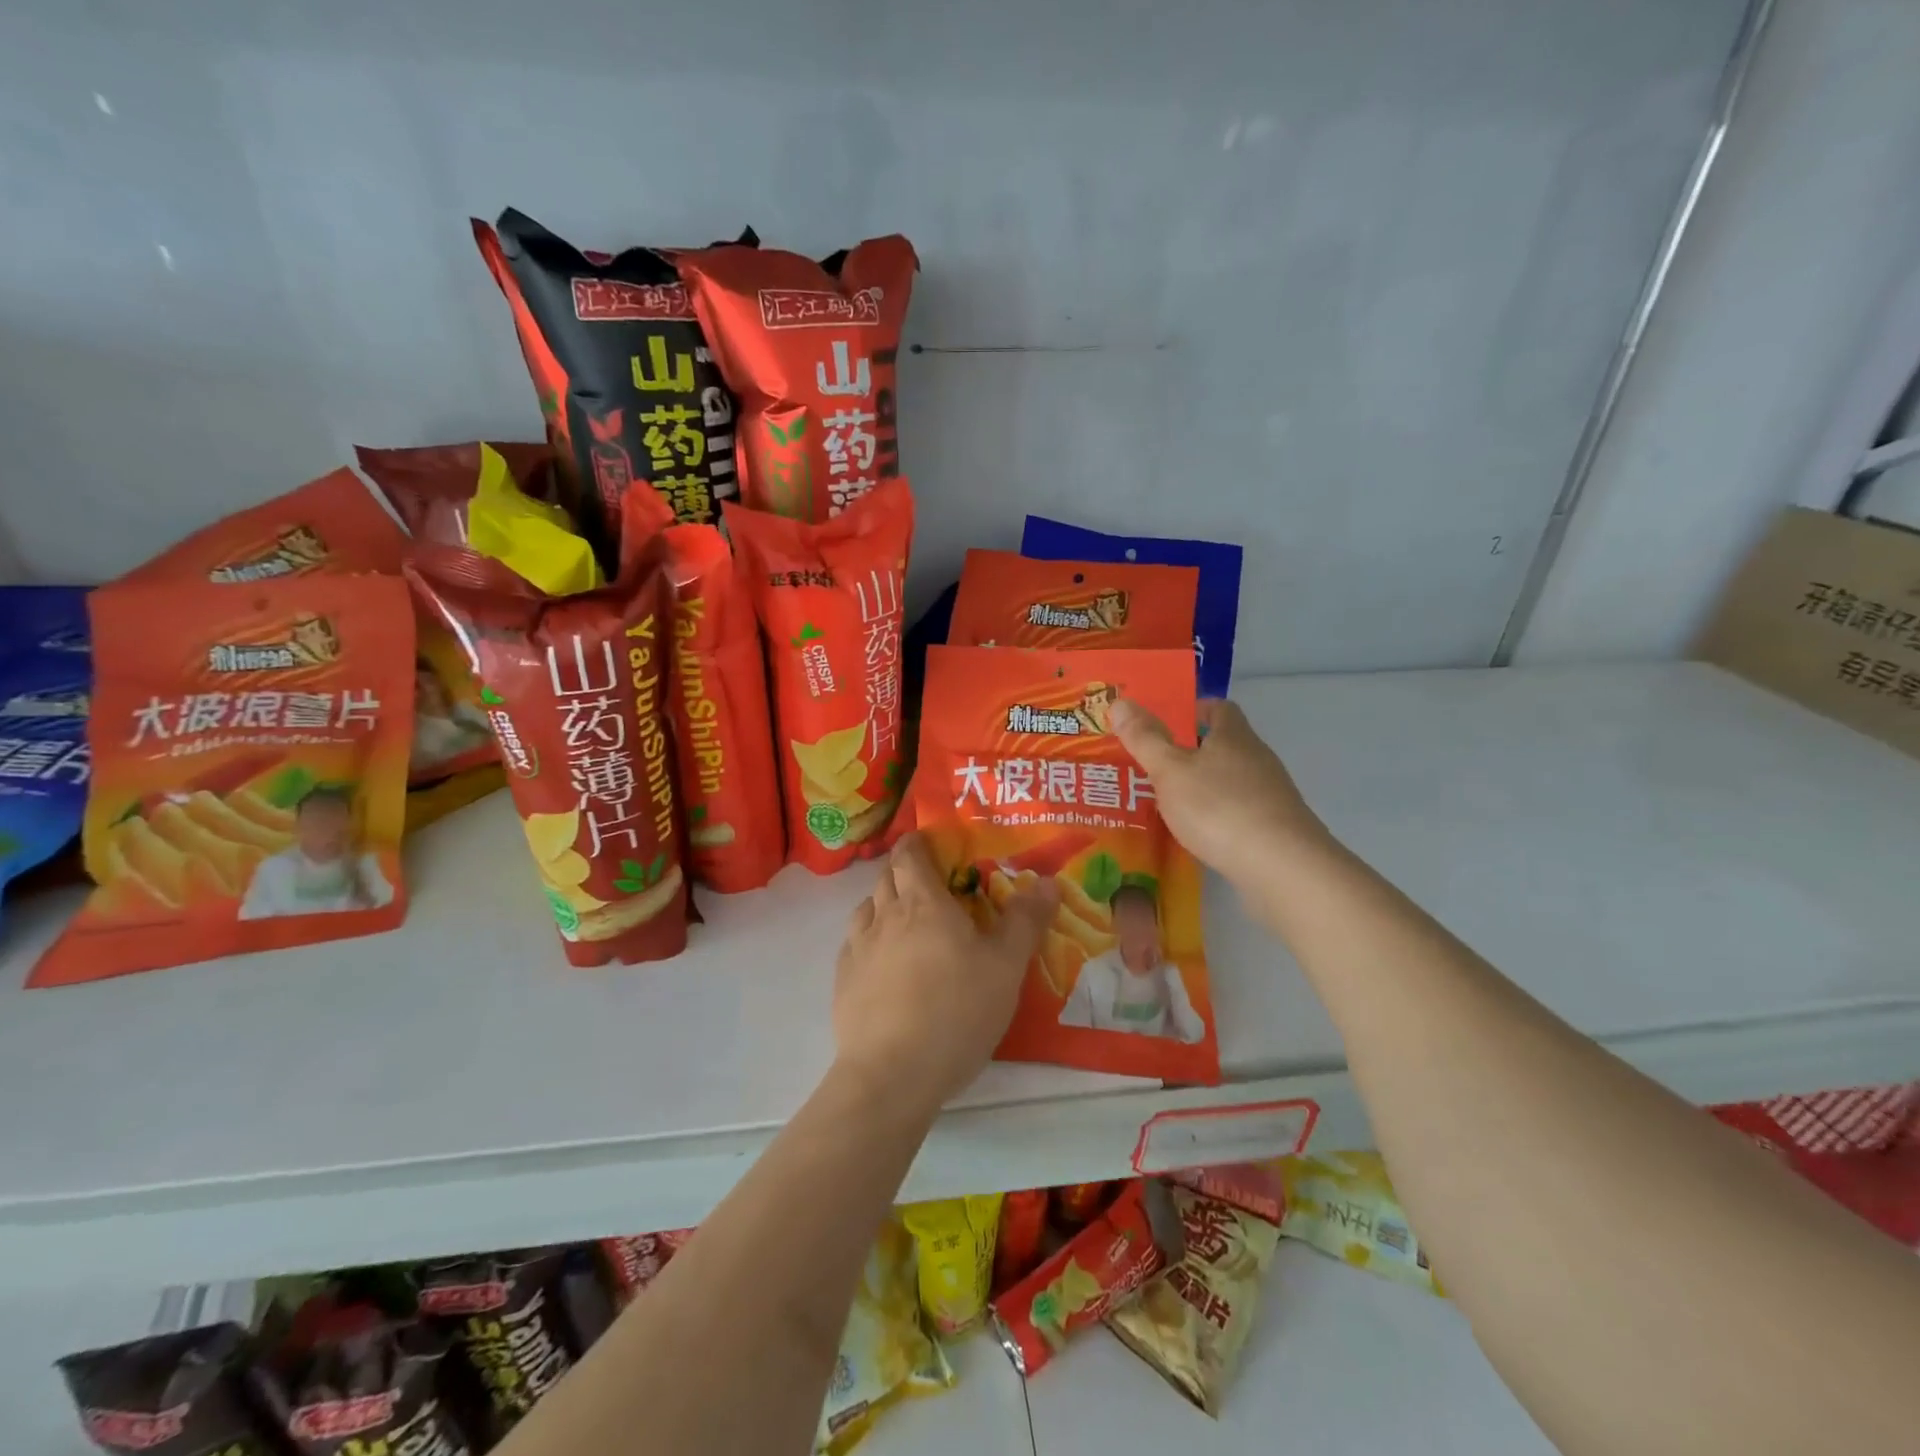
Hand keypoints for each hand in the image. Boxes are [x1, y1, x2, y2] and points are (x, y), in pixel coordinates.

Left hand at [833, 832, 1058, 1114]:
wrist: (892, 1074)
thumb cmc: (956, 1011)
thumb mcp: (1006, 967)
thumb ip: (1025, 921)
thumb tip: (1048, 882)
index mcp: (923, 903)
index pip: (910, 854)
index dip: (917, 844)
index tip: (932, 846)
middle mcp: (884, 915)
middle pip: (887, 877)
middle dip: (905, 873)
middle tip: (931, 887)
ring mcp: (858, 948)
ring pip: (867, 908)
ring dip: (885, 904)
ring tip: (906, 923)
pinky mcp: (843, 981)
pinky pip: (855, 944)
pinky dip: (870, 940)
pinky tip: (885, 964)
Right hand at [1110, 698, 1329, 887]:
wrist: (1281, 867)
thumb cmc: (1219, 807)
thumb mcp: (1170, 770)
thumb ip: (1144, 738)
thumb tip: (1119, 701)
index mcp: (1234, 736)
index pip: (1219, 707)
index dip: (1193, 709)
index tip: (1165, 722)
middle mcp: (1257, 759)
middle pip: (1224, 744)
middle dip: (1191, 751)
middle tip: (1153, 764)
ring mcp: (1270, 795)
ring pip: (1230, 780)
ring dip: (1203, 786)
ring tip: (1167, 801)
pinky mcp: (1275, 828)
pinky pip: (1238, 811)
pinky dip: (1217, 815)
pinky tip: (1196, 833)